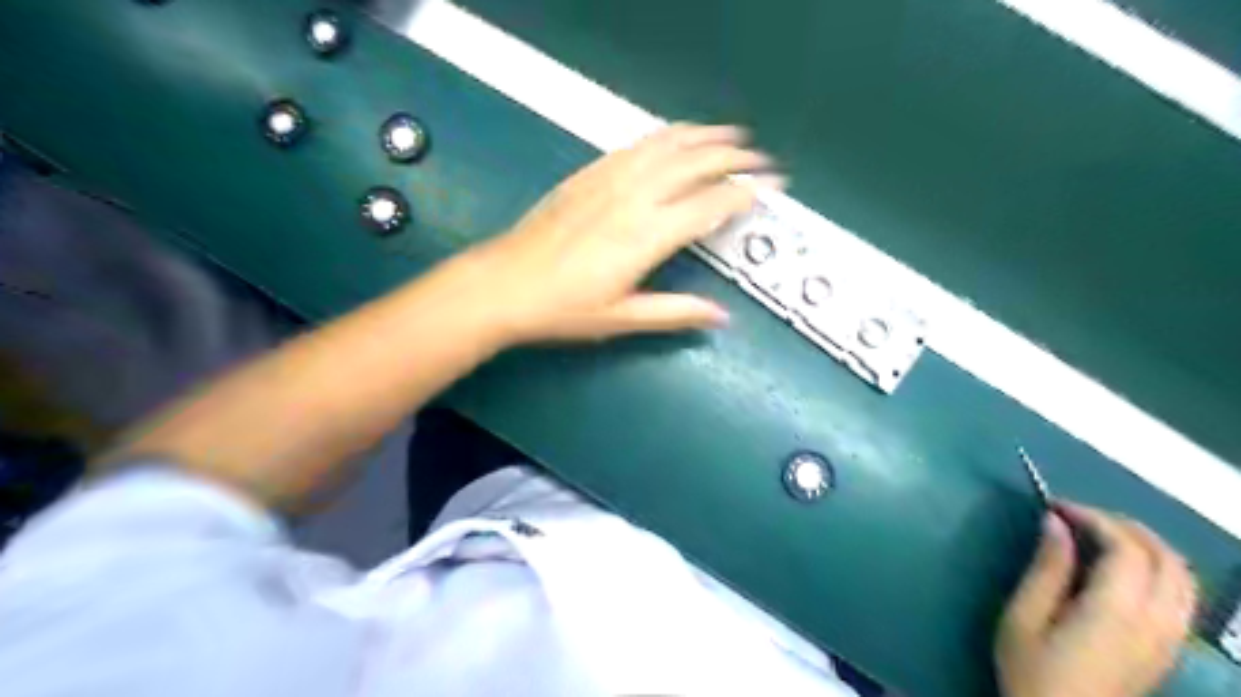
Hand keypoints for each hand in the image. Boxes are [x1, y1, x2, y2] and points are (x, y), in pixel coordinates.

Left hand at [458, 123, 783, 345]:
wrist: (504, 285)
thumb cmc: (563, 308)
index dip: (744, 193)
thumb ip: (675, 312)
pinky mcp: (588, 174)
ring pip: (666, 145)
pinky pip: (635, 145)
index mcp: (647, 235)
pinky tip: (676, 136)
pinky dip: (665, 135)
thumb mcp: (622, 318)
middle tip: (760, 158)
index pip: (709, 205)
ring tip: (730, 134)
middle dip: (733, 157)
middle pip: (694, 165)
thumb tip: (721, 316)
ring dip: (703, 136)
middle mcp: (633, 197)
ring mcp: (608, 180)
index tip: (770, 187)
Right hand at [996, 503, 1191, 696]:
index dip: (1093, 517)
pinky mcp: (1168, 649)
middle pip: (1165, 557)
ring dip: (1147, 545)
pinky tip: (1122, 569)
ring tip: (1100, 535)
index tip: (1055, 507)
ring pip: (1184, 577)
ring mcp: (1169, 639)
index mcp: (1116, 612)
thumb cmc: (1031, 670)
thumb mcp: (1023, 616)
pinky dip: (1159, 568)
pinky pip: (1182, 597)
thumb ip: (1046, 569)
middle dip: (1123, 525)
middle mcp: (1155, 622)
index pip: (1126, 548)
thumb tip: (1055, 523)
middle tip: (1078, 516)